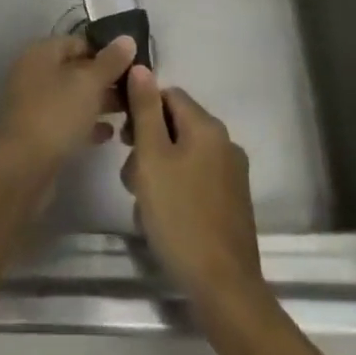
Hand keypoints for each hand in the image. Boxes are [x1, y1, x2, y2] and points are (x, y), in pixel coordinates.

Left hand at [0, 33, 137, 173]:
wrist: (22, 168)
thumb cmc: (56, 114)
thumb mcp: (89, 83)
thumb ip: (110, 61)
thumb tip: (127, 39)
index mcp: (41, 53)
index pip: (79, 42)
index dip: (106, 52)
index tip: (133, 66)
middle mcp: (34, 73)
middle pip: (76, 70)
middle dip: (105, 80)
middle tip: (135, 91)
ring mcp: (34, 104)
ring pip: (73, 97)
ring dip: (99, 103)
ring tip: (129, 112)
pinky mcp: (37, 133)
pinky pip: (67, 121)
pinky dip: (87, 124)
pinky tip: (110, 134)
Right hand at [120, 67, 264, 309]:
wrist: (223, 287)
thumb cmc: (179, 216)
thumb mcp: (152, 158)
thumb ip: (145, 110)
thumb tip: (141, 67)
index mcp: (207, 126)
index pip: (168, 94)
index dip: (142, 109)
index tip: (123, 138)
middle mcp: (225, 143)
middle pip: (175, 125)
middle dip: (147, 144)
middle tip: (130, 175)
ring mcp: (232, 174)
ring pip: (183, 154)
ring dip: (158, 169)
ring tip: (142, 202)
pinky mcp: (232, 202)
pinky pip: (196, 178)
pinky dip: (176, 188)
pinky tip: (163, 216)